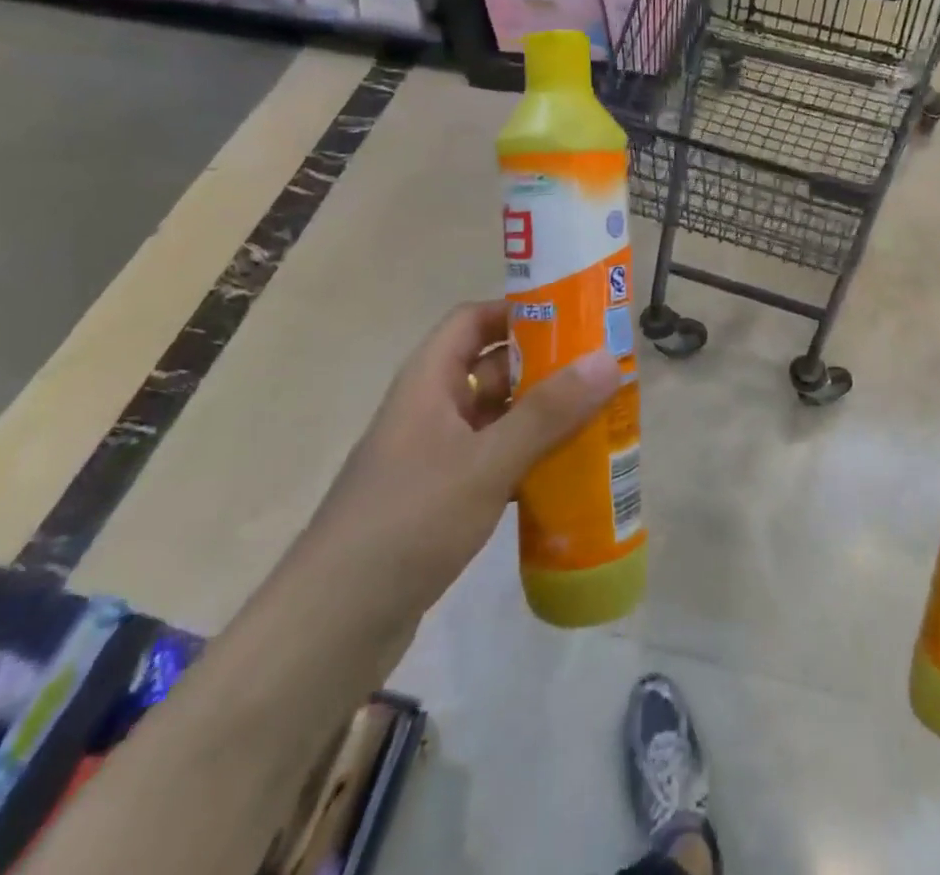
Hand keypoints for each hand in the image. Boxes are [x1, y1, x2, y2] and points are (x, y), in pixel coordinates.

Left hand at [311, 300, 621, 621]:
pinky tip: (569, 476)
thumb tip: (608, 359)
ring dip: (543, 418)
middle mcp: (431, 410)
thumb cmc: (407, 522)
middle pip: (493, 369)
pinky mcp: (441, 501)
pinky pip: (495, 463)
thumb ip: (547, 413)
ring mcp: (435, 458)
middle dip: (546, 368)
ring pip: (498, 420)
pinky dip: (529, 462)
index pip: (473, 320)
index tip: (573, 318)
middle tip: (602, 372)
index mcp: (429, 382)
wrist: (330, 628)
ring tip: (600, 419)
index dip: (518, 311)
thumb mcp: (485, 462)